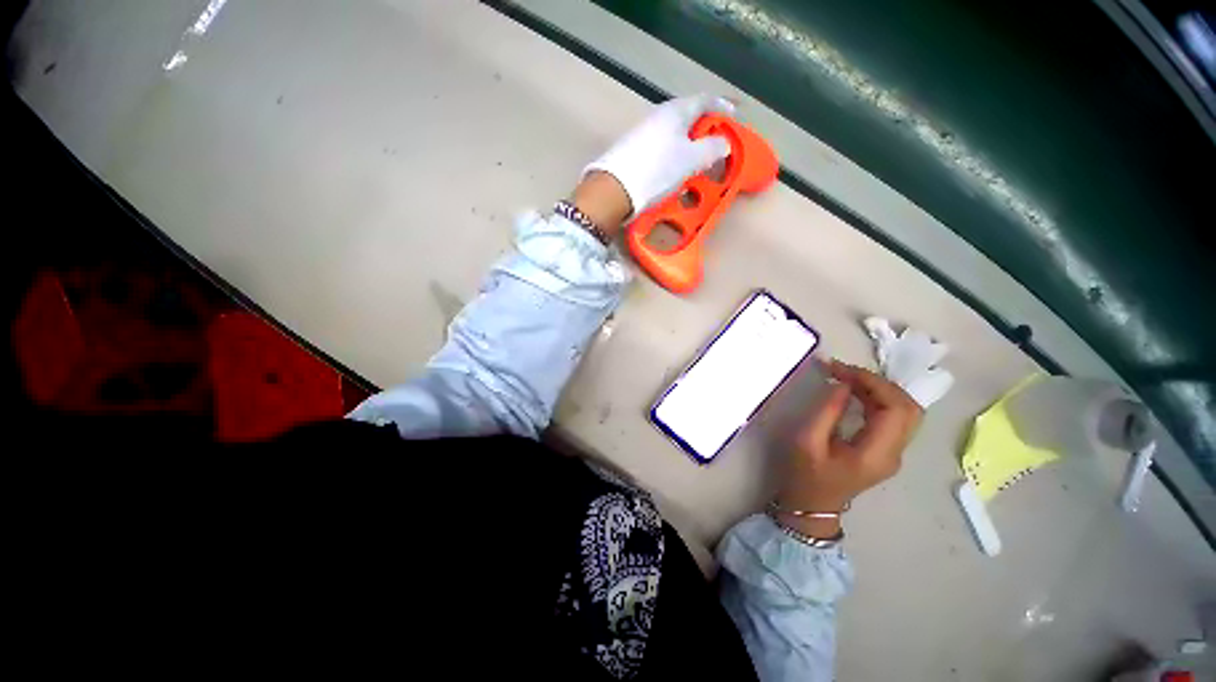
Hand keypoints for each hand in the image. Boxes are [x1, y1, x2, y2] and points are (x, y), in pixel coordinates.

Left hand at [584, 94, 734, 217]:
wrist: (615, 189)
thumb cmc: (657, 169)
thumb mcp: (690, 159)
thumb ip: (711, 148)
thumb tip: (723, 142)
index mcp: (676, 111)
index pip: (705, 99)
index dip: (723, 105)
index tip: (736, 113)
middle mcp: (659, 116)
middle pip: (689, 116)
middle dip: (705, 127)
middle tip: (718, 140)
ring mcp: (644, 133)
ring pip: (675, 134)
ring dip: (690, 144)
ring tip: (699, 160)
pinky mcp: (635, 151)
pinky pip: (663, 148)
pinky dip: (675, 155)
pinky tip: (676, 171)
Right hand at [776, 360, 922, 537]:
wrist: (812, 505)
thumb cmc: (805, 474)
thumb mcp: (807, 441)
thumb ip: (827, 411)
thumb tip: (843, 384)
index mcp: (877, 453)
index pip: (896, 409)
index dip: (874, 383)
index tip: (842, 371)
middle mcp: (894, 452)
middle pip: (908, 408)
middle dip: (879, 383)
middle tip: (845, 372)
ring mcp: (893, 452)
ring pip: (904, 411)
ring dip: (879, 389)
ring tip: (847, 378)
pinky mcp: (886, 449)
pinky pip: (893, 417)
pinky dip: (877, 399)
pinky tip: (855, 392)